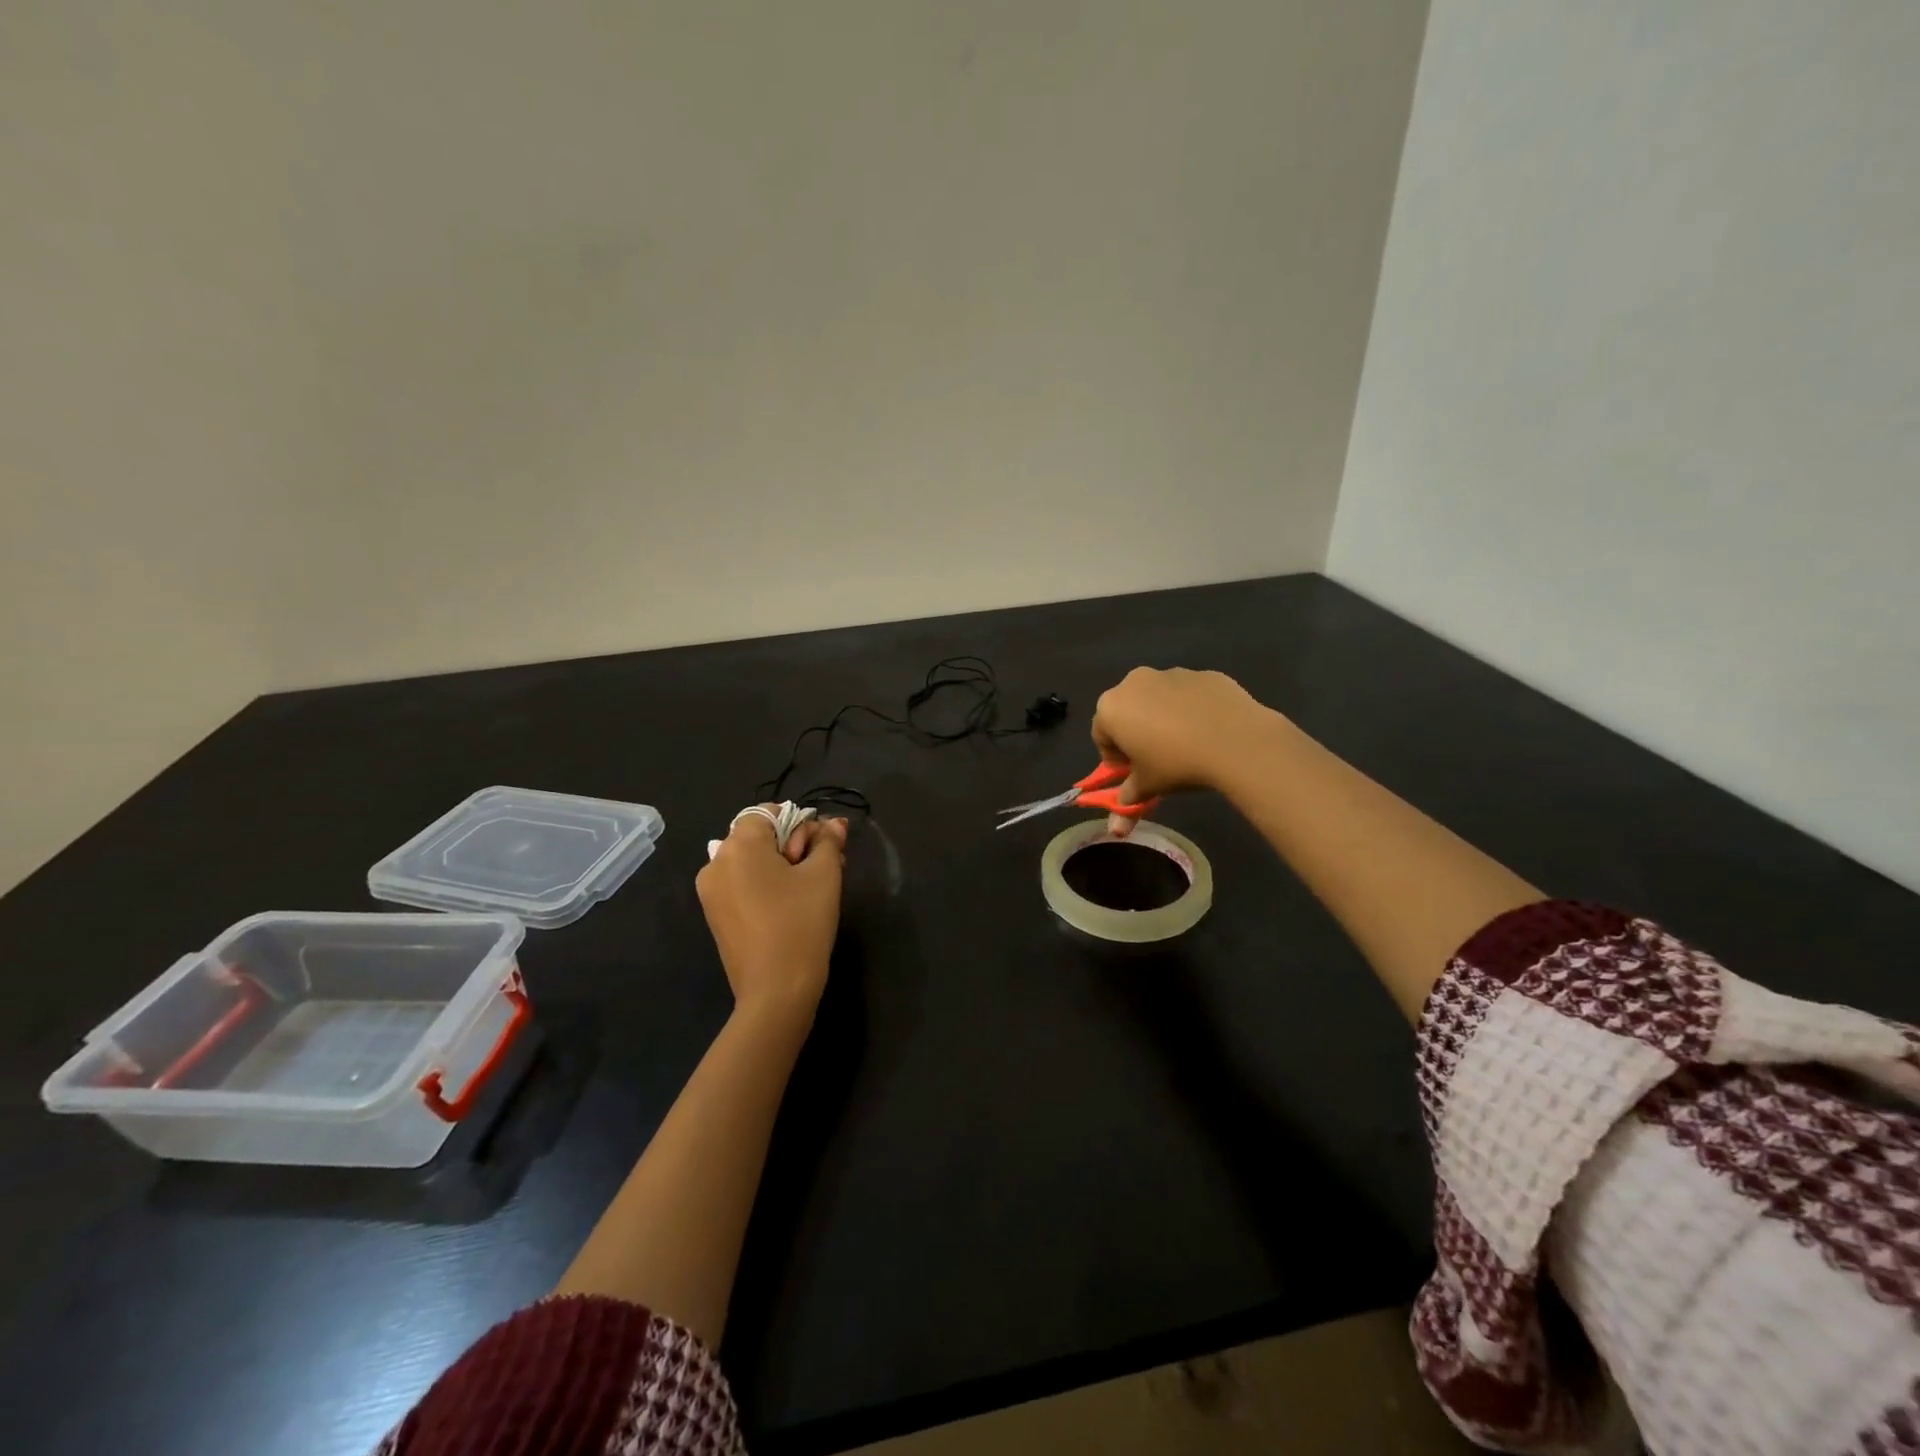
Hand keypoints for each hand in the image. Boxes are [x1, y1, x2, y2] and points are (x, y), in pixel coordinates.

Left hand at [695, 810, 847, 1019]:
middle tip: (826, 866)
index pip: (768, 813)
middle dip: (794, 844)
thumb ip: (828, 842)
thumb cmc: (801, 923)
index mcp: (739, 846)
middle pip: (759, 836)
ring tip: (812, 887)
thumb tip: (834, 824)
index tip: (821, 848)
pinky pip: (742, 885)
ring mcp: (711, 892)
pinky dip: (766, 885)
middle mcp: (716, 862)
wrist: (776, 991)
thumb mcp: (824, 875)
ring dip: (782, 865)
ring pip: (752, 862)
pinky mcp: (716, 916)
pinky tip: (791, 904)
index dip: (799, 823)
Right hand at [1091, 668, 1275, 819]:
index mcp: (1111, 708)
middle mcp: (1134, 682)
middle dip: (1136, 733)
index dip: (1114, 758)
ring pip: (1158, 700)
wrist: (1235, 740)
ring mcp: (1171, 673)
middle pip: (1127, 711)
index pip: (1101, 735)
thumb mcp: (1148, 786)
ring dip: (1162, 719)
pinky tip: (1208, 731)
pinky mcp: (1203, 674)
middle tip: (1156, 759)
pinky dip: (1191, 709)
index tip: (1132, 773)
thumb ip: (1128, 797)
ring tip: (1186, 745)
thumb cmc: (1176, 763)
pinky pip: (1188, 695)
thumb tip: (1118, 821)